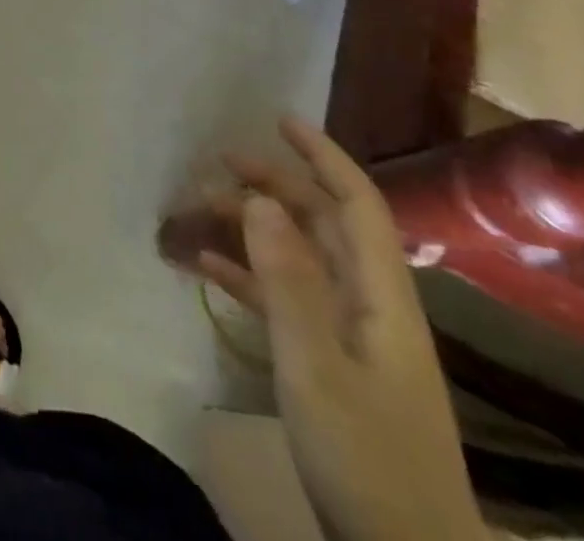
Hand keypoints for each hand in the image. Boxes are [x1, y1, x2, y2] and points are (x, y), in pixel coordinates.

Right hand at [197, 118, 484, 540]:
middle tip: (221, 161)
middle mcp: (370, 306)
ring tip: (202, 206)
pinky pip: (285, 301)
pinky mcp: (331, 367)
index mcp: (381, 298)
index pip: (357, 205)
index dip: (323, 157)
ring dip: (254, 228)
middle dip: (276, 185)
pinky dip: (249, 276)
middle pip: (323, 225)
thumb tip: (259, 198)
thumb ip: (288, 281)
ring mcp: (351, 338)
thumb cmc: (368, 462)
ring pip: (299, 259)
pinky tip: (208, 266)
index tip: (279, 120)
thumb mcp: (318, 369)